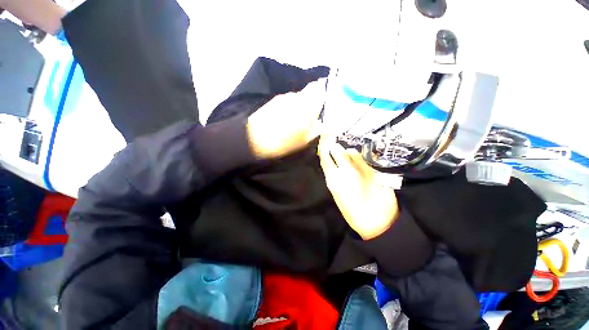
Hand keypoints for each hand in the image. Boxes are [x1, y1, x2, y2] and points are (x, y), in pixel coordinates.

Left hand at [246, 79, 325, 158]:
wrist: (253, 139)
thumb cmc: (282, 142)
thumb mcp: (303, 140)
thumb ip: (316, 129)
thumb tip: (323, 123)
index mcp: (306, 105)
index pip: (319, 88)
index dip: (325, 91)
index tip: (327, 101)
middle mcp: (295, 97)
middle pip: (309, 92)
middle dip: (313, 101)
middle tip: (313, 115)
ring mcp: (283, 98)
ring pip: (298, 97)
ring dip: (301, 105)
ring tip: (297, 120)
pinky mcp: (273, 101)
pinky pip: (288, 101)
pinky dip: (291, 107)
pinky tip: (286, 119)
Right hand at [318, 136, 399, 239]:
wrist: (377, 221)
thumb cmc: (353, 212)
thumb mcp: (337, 195)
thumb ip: (334, 177)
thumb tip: (332, 163)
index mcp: (334, 180)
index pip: (325, 157)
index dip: (324, 147)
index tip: (324, 141)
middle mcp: (346, 171)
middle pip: (338, 150)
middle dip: (336, 149)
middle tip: (338, 150)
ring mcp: (362, 168)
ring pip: (352, 152)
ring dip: (350, 153)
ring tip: (351, 160)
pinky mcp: (375, 169)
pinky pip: (364, 158)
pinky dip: (361, 158)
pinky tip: (362, 164)